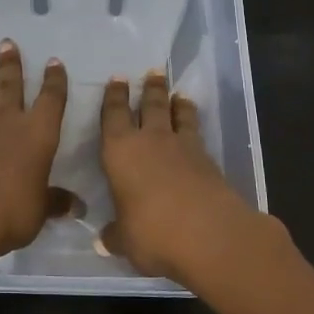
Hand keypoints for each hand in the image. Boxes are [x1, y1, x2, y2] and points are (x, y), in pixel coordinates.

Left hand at [0, 40, 68, 262]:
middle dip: (11, 63)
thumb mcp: (40, 209)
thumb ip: (55, 202)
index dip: (54, 80)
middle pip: (10, 84)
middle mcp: (8, 121)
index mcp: (38, 133)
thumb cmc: (11, 211)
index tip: (53, 62)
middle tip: (7, 43)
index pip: (51, 99)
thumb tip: (77, 206)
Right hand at [99, 70, 291, 287]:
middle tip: (152, 72)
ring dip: (177, 103)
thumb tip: (103, 241)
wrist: (211, 236)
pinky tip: (194, 131)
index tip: (117, 79)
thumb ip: (114, 235)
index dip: (114, 97)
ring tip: (178, 94)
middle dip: (150, 88)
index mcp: (120, 151)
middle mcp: (150, 140)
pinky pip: (197, 134)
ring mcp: (183, 147)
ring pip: (178, 115)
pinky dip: (193, 126)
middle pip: (150, 105)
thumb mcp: (125, 241)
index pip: (113, 115)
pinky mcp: (209, 160)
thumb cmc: (153, 233)